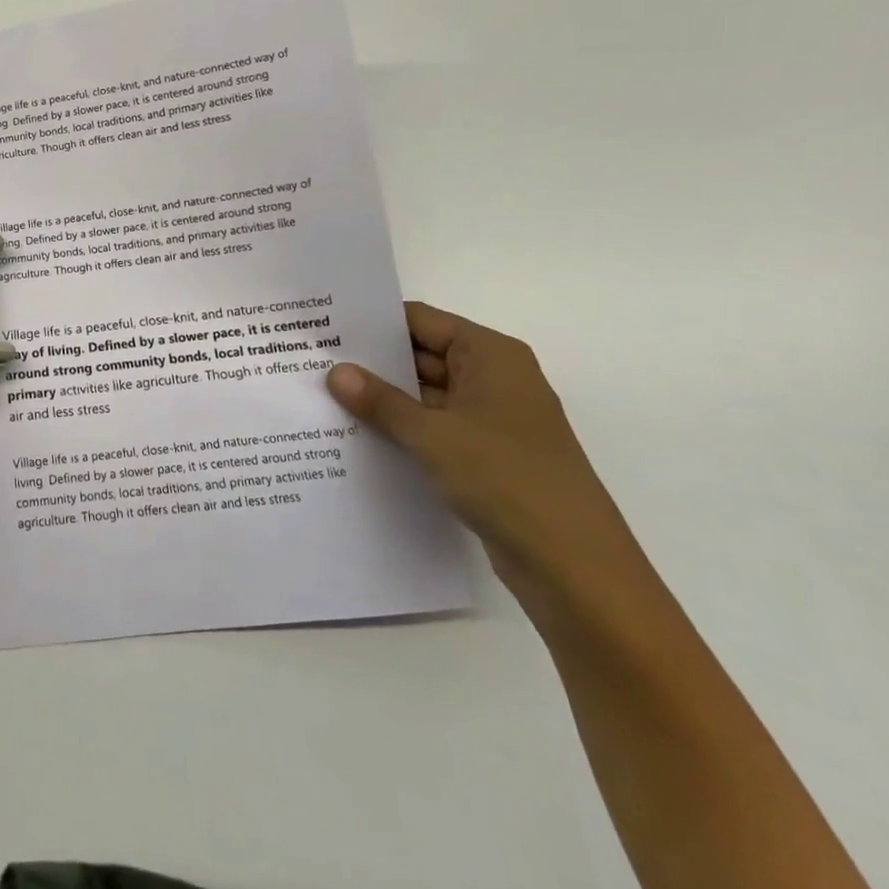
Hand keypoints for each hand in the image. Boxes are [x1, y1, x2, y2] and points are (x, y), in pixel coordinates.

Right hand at [327, 303, 647, 621]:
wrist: (574, 567)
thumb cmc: (506, 478)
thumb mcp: (432, 434)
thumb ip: (380, 401)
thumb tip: (336, 371)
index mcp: (491, 356)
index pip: (422, 321)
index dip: (374, 323)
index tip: (325, 327)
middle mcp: (494, 379)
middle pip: (422, 356)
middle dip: (373, 363)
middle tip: (313, 363)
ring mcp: (492, 420)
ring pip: (426, 395)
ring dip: (385, 400)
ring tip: (325, 398)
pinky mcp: (487, 456)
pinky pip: (435, 429)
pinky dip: (402, 430)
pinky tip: (358, 436)